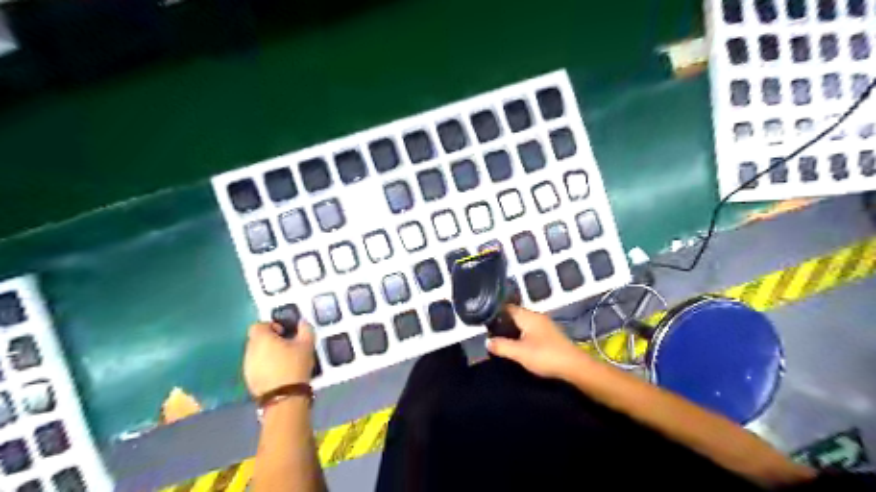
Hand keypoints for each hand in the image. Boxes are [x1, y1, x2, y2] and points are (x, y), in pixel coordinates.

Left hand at [242, 322, 313, 397]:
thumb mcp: (307, 344)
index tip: (284, 333)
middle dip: (270, 340)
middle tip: (286, 346)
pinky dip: (265, 366)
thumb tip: (302, 322)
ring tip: (283, 361)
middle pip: (256, 339)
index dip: (271, 326)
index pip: (258, 325)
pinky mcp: (248, 380)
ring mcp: (247, 366)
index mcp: (261, 339)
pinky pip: (256, 367)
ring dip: (267, 354)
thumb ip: (305, 329)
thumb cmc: (294, 365)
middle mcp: (250, 350)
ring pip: (256, 354)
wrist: (284, 397)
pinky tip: (278, 373)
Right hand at [486, 304, 587, 380]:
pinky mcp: (549, 335)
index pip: (507, 307)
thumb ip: (502, 346)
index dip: (495, 312)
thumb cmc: (545, 356)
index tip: (483, 320)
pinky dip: (521, 335)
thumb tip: (487, 341)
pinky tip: (517, 345)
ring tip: (499, 339)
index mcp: (528, 316)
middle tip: (489, 332)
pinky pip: (530, 330)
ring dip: (512, 329)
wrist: (574, 367)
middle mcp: (536, 316)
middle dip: (502, 322)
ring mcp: (544, 325)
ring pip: (523, 323)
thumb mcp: (519, 353)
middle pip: (515, 314)